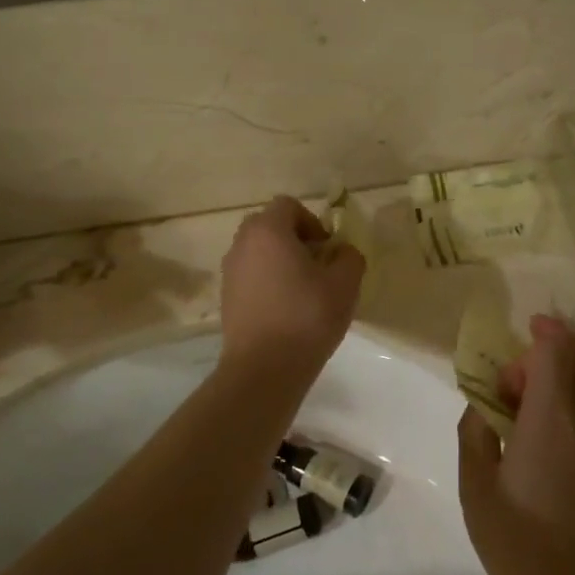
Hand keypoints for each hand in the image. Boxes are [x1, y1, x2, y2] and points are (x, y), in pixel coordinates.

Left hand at [218, 196, 365, 388]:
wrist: (264, 369)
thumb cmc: (307, 317)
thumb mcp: (345, 283)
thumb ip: (349, 257)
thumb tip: (341, 253)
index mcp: (268, 231)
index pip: (288, 206)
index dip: (312, 221)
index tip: (326, 249)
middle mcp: (242, 244)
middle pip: (269, 226)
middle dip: (294, 239)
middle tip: (316, 265)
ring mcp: (230, 272)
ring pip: (258, 252)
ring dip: (279, 261)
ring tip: (302, 290)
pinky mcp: (226, 299)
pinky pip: (250, 276)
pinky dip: (267, 282)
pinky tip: (285, 310)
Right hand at [458, 315, 574, 574]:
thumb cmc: (519, 545)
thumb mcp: (476, 488)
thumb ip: (475, 433)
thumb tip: (481, 406)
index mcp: (552, 422)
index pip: (558, 351)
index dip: (542, 332)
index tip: (519, 333)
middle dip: (550, 350)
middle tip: (512, 382)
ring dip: (560, 375)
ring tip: (522, 409)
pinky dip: (571, 398)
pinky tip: (540, 434)